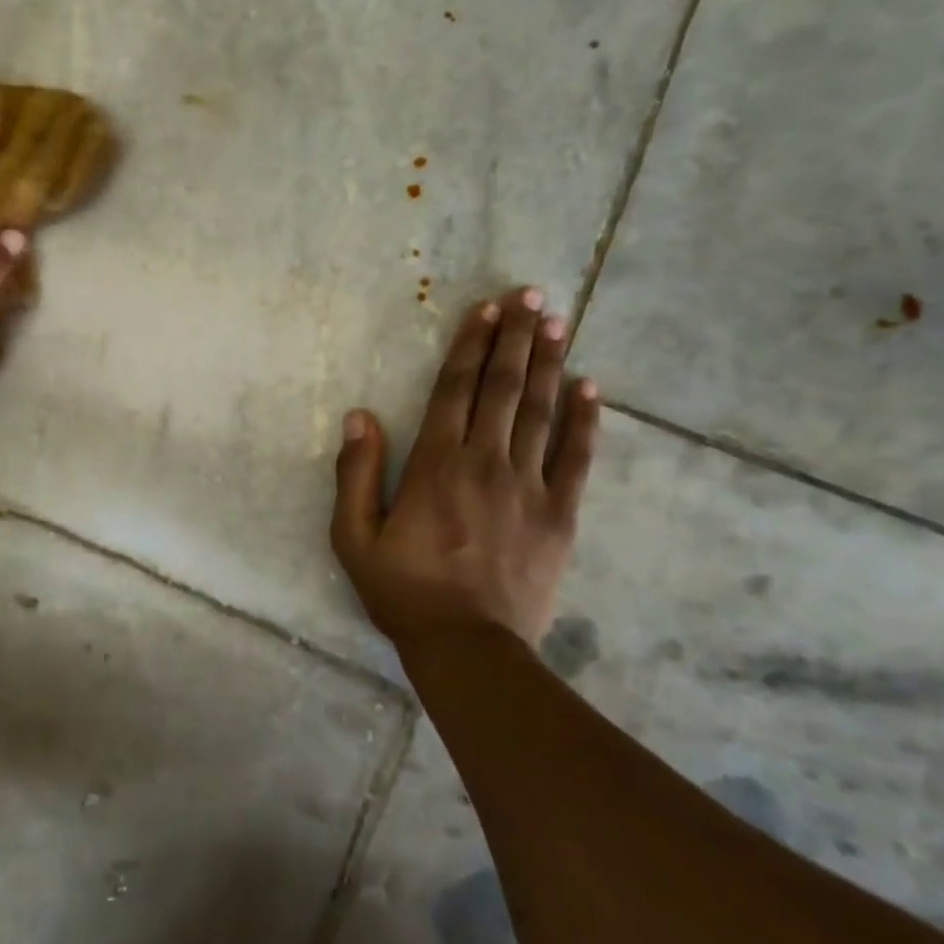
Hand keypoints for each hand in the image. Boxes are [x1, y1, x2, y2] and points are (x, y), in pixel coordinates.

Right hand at [331, 287, 599, 658]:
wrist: (468, 647)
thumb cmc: (403, 591)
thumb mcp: (353, 538)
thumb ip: (354, 474)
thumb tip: (359, 416)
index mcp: (434, 464)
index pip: (454, 389)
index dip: (470, 345)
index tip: (485, 309)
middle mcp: (484, 462)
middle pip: (502, 388)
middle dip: (515, 338)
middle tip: (530, 296)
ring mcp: (529, 486)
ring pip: (540, 411)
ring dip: (547, 363)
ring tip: (556, 322)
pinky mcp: (561, 514)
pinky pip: (576, 456)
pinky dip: (584, 419)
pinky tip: (590, 387)